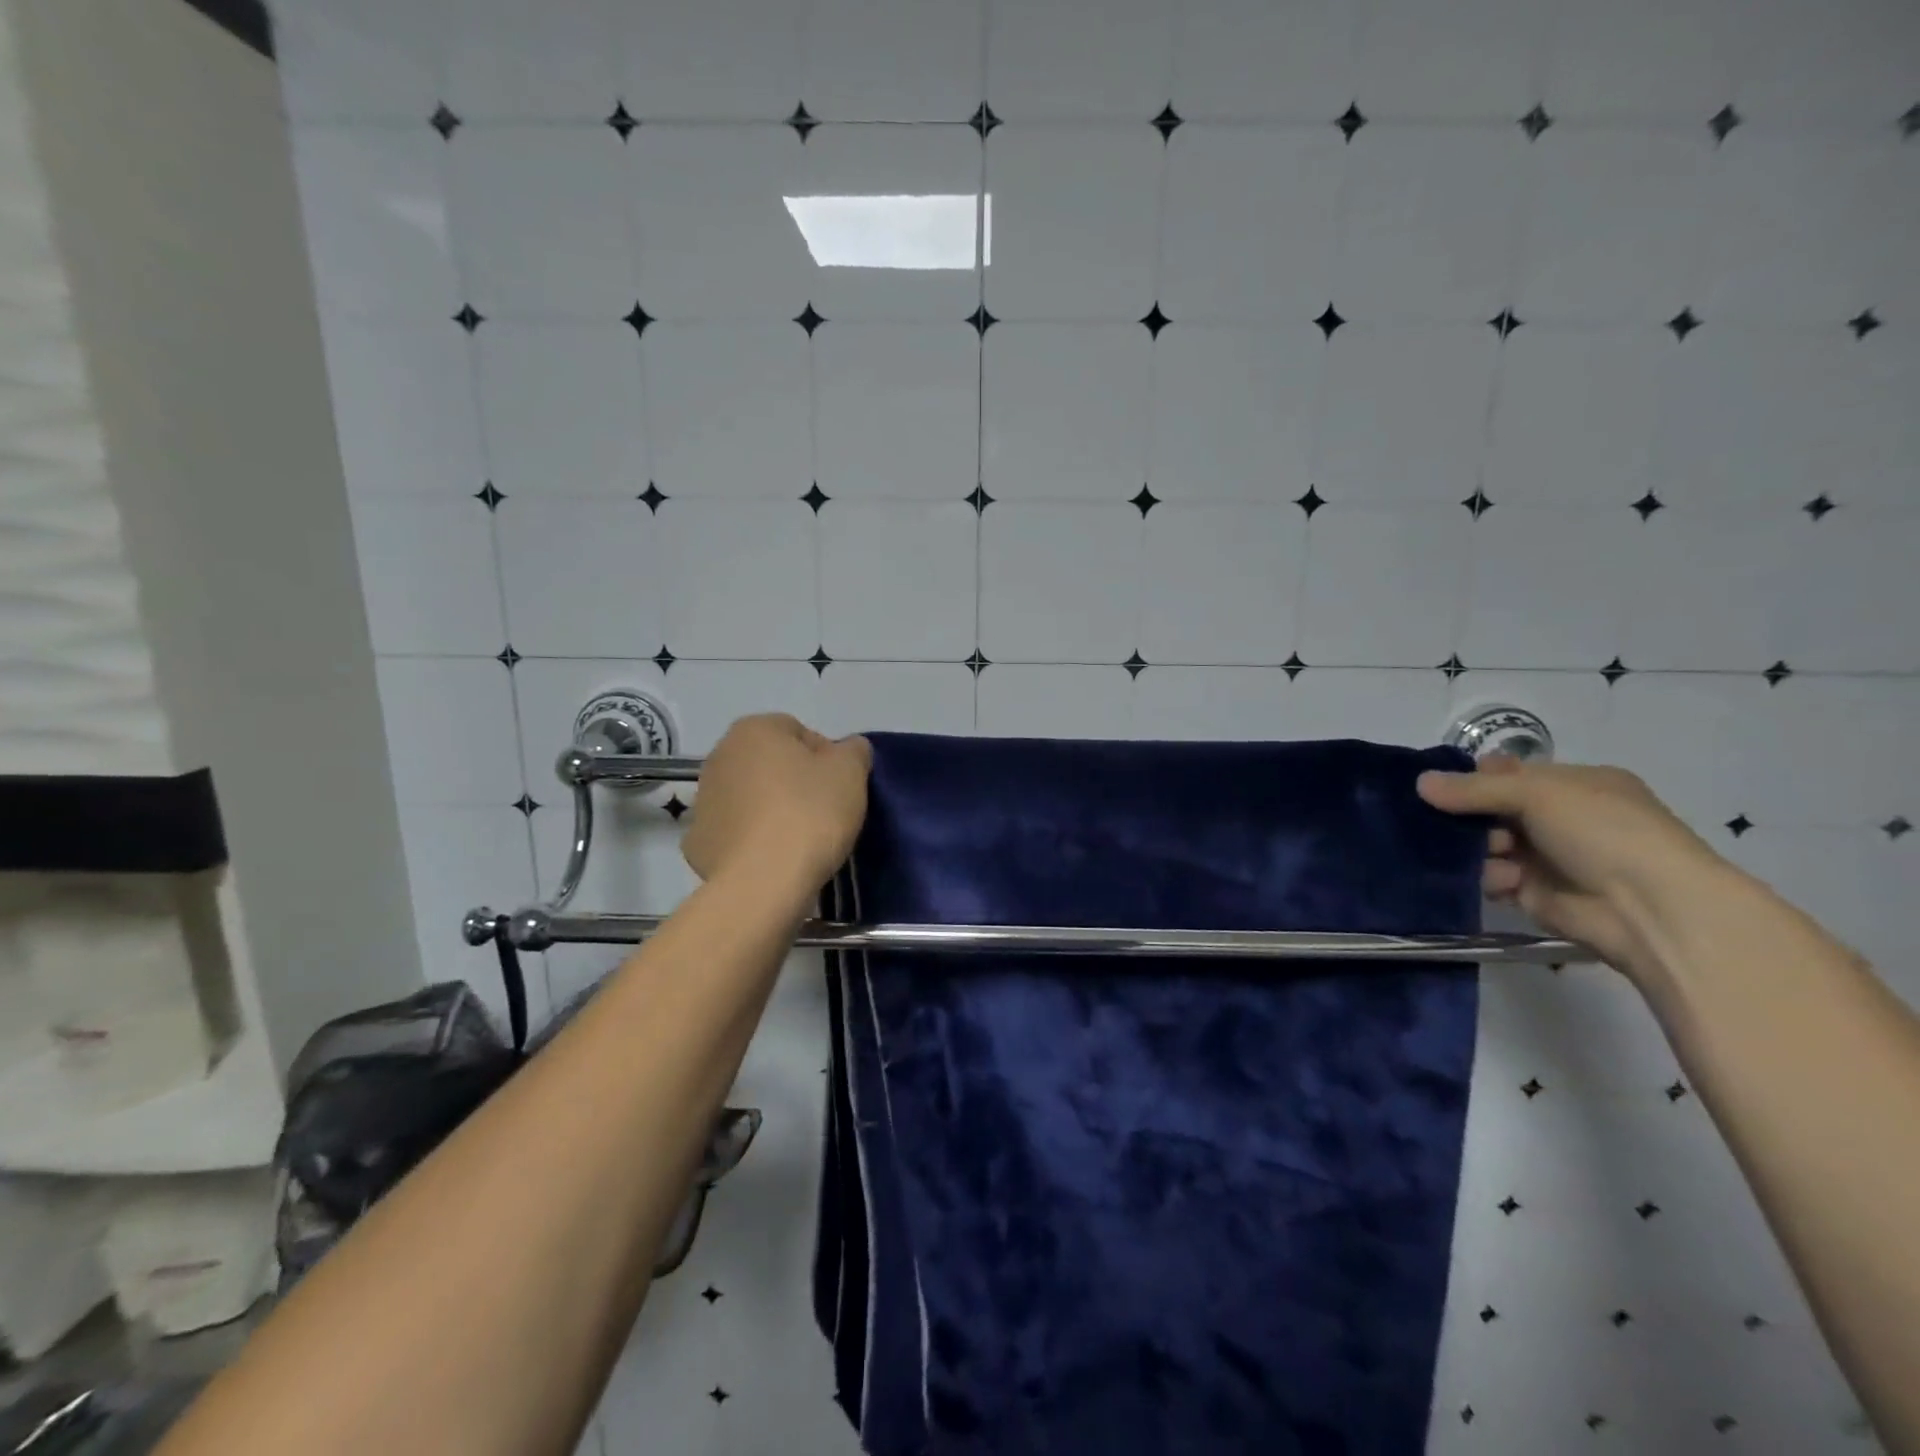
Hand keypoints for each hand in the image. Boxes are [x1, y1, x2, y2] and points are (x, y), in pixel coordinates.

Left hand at [681, 715, 870, 894]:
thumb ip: (854, 750)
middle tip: (823, 812)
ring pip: (750, 798)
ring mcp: (703, 800)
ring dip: (770, 810)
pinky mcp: (697, 843)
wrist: (763, 882)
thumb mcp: (851, 772)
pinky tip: (773, 859)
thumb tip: (849, 749)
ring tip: (799, 840)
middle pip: (770, 764)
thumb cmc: (810, 813)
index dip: (826, 758)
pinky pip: (734, 833)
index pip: (799, 732)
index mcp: (753, 730)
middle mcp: (719, 756)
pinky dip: (751, 841)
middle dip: (794, 782)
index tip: (840, 787)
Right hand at [1417, 756, 1729, 977]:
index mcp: (1577, 785)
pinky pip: (1494, 877)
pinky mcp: (1535, 893)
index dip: (1478, 776)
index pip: (1514, 774)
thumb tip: (1420, 783)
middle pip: (1494, 809)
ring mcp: (1549, 857)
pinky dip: (1492, 877)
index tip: (1442, 782)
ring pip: (1488, 843)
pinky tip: (1505, 881)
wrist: (1651, 909)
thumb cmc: (1603, 832)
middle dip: (1469, 813)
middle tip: (1446, 817)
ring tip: (1486, 853)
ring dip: (1478, 847)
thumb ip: (1474, 789)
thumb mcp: (1538, 793)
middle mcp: (1563, 819)